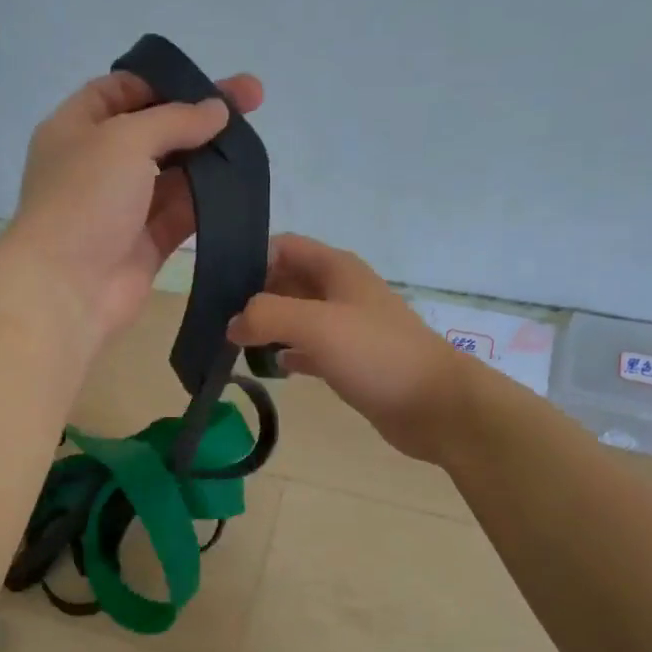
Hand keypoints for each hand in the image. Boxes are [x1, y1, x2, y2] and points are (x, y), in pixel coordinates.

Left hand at [2, 69, 264, 345]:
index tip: (207, 80)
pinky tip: (243, 185)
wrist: (67, 288)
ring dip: (210, 158)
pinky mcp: (145, 244)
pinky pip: (181, 214)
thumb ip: (174, 120)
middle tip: (253, 101)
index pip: (121, 90)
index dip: (163, 81)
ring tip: (254, 142)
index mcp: (76, 128)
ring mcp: (122, 207)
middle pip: (155, 130)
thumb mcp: (125, 139)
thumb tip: (217, 111)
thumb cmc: (84, 199)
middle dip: (200, 116)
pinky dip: (209, 200)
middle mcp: (98, 164)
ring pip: (174, 174)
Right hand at [228, 235, 468, 462]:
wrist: (435, 405)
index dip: (251, 257)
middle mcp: (341, 292)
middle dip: (253, 295)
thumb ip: (267, 315)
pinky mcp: (351, 361)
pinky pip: (311, 349)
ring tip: (233, 343)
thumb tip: (233, 324)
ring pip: (298, 316)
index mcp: (336, 269)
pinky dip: (290, 354)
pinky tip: (272, 367)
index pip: (283, 246)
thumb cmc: (377, 355)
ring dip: (268, 326)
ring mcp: (348, 327)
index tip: (217, 284)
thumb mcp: (317, 324)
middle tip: (216, 319)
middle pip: (287, 281)